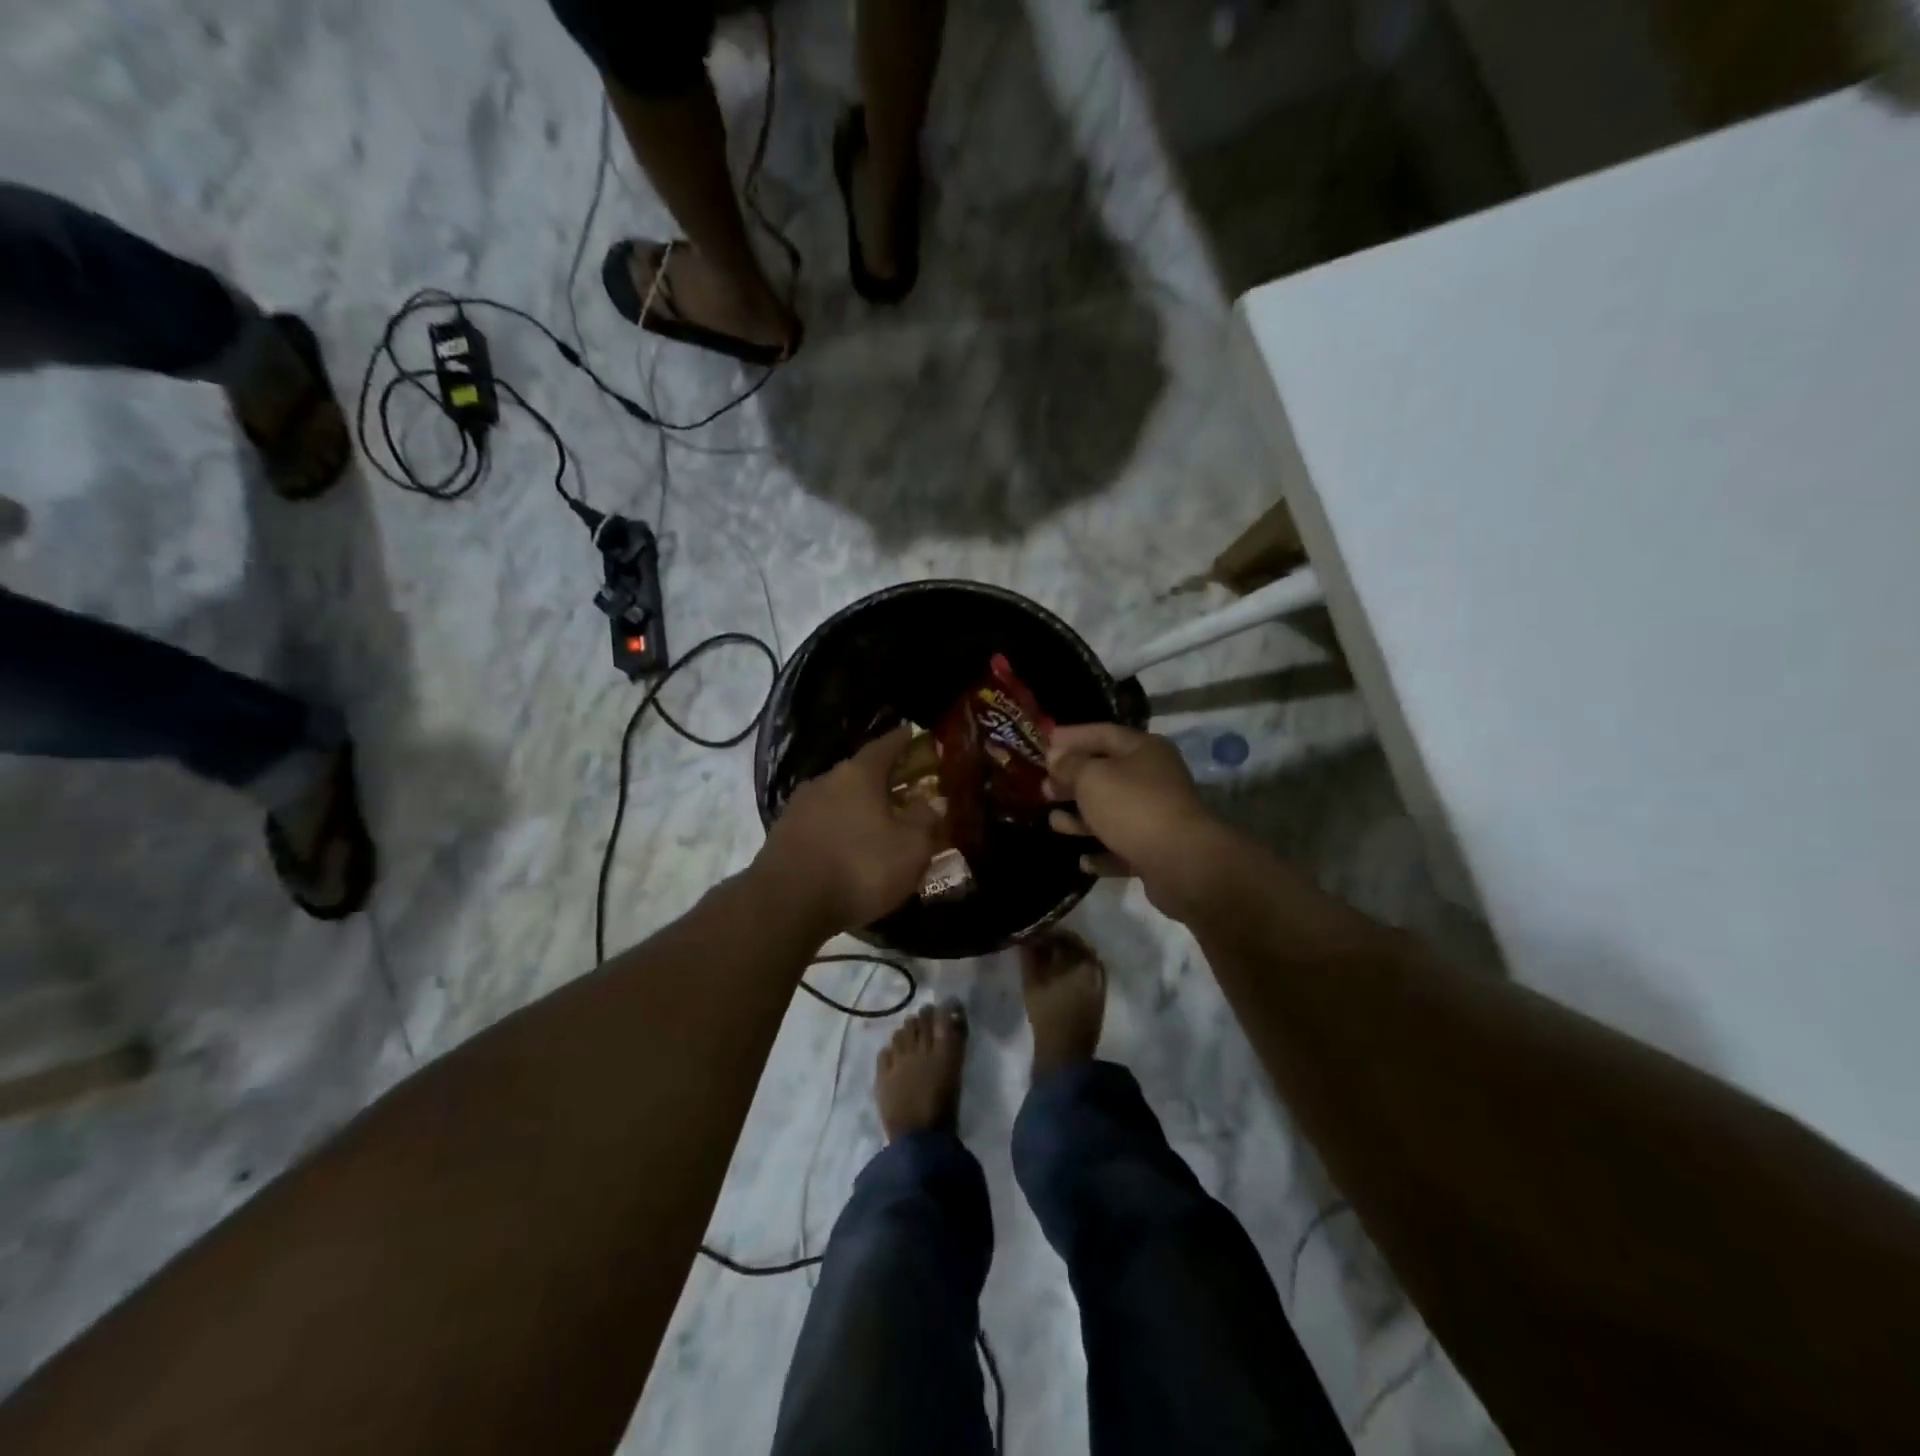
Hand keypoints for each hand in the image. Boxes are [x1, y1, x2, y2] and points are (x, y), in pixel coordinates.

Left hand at [756, 724, 939, 935]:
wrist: (787, 903)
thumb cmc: (860, 868)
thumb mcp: (911, 848)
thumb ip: (925, 820)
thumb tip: (930, 802)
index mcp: (859, 774)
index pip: (886, 745)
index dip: (903, 740)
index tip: (915, 733)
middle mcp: (826, 780)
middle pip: (860, 773)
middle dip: (883, 781)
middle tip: (905, 791)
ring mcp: (800, 807)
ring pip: (839, 799)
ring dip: (859, 808)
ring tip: (878, 825)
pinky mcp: (783, 835)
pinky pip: (822, 824)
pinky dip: (839, 830)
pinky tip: (849, 848)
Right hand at [1045, 723, 1222, 911]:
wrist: (1183, 863)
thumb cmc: (1133, 807)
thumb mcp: (1092, 778)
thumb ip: (1070, 765)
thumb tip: (1056, 758)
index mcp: (1143, 750)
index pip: (1102, 733)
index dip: (1071, 737)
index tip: (1043, 744)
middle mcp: (1153, 778)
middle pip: (1106, 773)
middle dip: (1072, 780)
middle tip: (1043, 788)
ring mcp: (1156, 816)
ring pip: (1112, 812)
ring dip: (1081, 818)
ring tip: (1053, 823)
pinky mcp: (1156, 851)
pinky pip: (1122, 847)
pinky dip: (1101, 851)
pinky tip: (1082, 860)